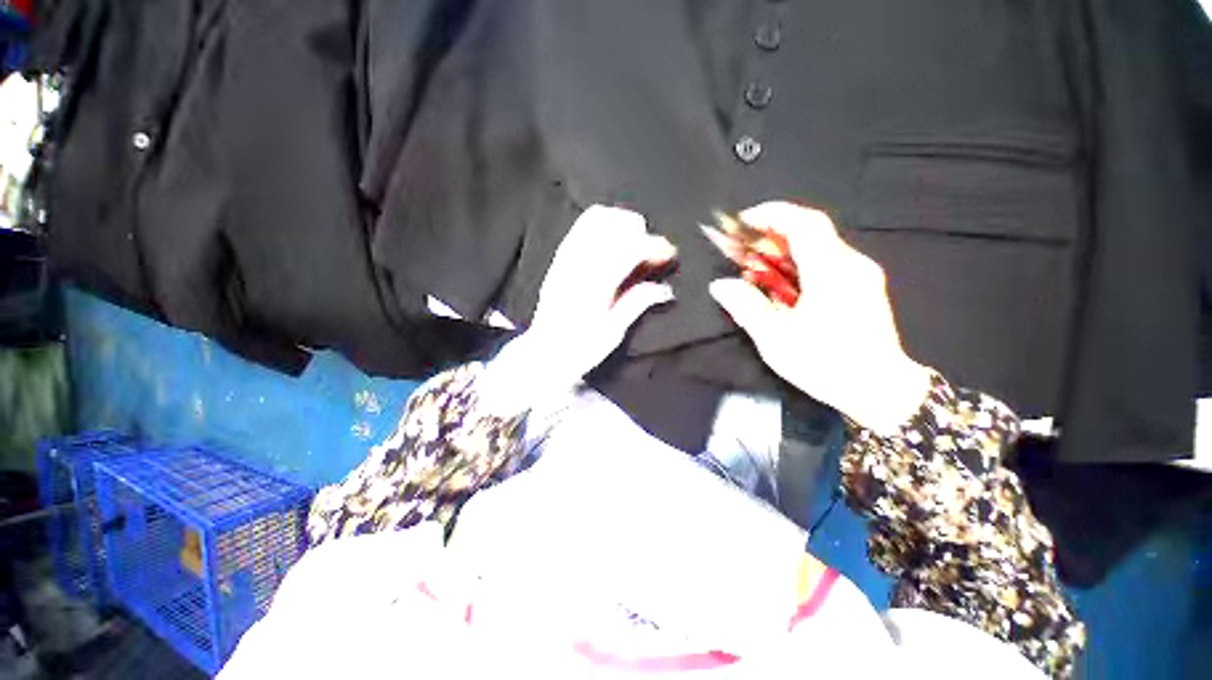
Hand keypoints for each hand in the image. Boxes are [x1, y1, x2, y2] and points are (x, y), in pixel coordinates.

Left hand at [487, 206, 675, 405]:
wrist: (545, 353)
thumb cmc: (581, 349)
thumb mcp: (613, 332)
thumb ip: (637, 304)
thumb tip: (665, 289)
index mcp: (595, 285)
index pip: (629, 249)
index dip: (653, 245)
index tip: (668, 252)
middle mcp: (579, 265)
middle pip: (613, 225)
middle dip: (639, 229)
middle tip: (651, 248)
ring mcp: (566, 259)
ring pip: (594, 219)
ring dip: (620, 221)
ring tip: (634, 238)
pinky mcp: (558, 260)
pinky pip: (579, 228)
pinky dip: (600, 224)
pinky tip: (611, 238)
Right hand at [708, 202, 930, 434]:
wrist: (880, 389)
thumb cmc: (827, 365)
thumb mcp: (777, 339)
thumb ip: (746, 307)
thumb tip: (721, 286)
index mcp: (832, 273)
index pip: (804, 223)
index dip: (772, 214)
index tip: (743, 220)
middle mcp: (851, 265)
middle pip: (809, 232)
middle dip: (771, 236)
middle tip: (742, 251)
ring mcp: (860, 274)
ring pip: (817, 247)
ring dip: (782, 252)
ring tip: (756, 270)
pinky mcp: (861, 285)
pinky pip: (825, 262)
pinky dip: (798, 264)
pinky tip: (782, 285)